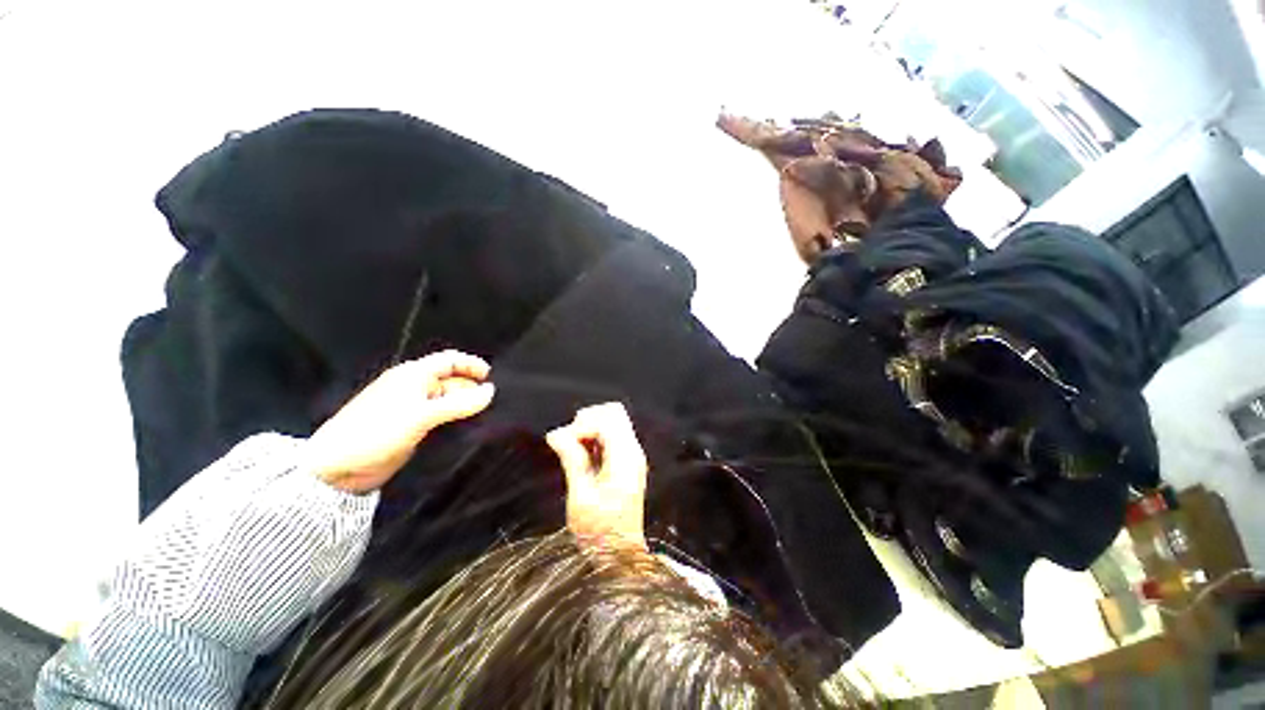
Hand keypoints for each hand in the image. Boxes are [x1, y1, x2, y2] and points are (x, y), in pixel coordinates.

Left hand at [305, 351, 494, 492]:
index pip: (449, 360)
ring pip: (447, 400)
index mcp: (413, 375)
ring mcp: (413, 409)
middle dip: (472, 388)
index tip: (491, 376)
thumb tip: (491, 391)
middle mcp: (414, 388)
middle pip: (451, 381)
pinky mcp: (412, 428)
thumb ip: (459, 404)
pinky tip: (467, 428)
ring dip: (465, 405)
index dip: (471, 365)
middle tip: (493, 402)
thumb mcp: (421, 416)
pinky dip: (455, 419)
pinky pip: (441, 418)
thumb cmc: (376, 432)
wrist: (337, 467)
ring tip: (485, 416)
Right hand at [545, 403, 648, 550]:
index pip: (606, 420)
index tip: (562, 444)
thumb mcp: (580, 495)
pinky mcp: (628, 463)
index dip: (582, 426)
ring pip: (614, 422)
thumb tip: (555, 433)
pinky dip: (596, 439)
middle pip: (614, 413)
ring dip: (591, 430)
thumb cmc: (599, 531)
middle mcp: (633, 451)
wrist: (621, 556)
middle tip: (569, 443)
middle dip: (588, 421)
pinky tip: (582, 457)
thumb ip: (572, 459)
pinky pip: (613, 437)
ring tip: (573, 451)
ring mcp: (633, 456)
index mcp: (624, 457)